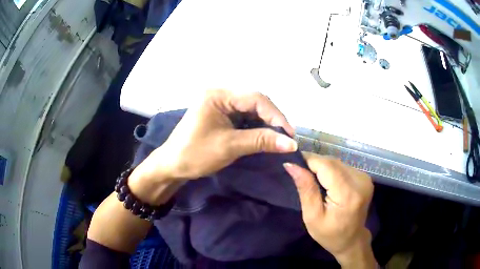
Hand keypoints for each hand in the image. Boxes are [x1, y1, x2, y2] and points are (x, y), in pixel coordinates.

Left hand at [129, 90, 296, 204]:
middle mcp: (220, 94)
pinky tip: (263, 136)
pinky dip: (255, 127)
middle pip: (254, 102)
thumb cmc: (195, 154)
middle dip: (271, 119)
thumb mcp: (230, 146)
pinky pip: (243, 117)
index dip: (275, 115)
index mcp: (218, 95)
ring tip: (278, 138)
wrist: (172, 166)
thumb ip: (261, 141)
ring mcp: (220, 104)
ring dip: (265, 124)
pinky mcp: (220, 115)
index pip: (255, 98)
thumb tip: (291, 143)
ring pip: (250, 110)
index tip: (290, 134)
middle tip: (286, 137)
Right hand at [283, 152, 374, 267]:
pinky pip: (343, 167)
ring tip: (312, 178)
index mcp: (347, 194)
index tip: (293, 163)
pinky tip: (326, 181)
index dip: (308, 160)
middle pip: (332, 162)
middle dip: (314, 164)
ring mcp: (364, 178)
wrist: (352, 240)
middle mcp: (360, 181)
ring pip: (337, 162)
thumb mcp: (312, 216)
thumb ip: (306, 189)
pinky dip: (332, 170)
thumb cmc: (329, 234)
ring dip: (323, 167)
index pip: (326, 166)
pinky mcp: (365, 177)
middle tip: (300, 173)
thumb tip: (292, 165)